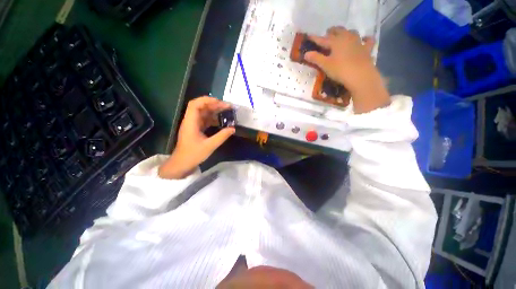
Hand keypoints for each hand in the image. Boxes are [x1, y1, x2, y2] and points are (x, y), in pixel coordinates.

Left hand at [158, 97, 235, 178]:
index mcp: (191, 122)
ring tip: (226, 111)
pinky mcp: (195, 129)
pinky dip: (212, 118)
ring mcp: (193, 125)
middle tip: (227, 107)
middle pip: (201, 107)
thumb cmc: (193, 154)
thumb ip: (222, 136)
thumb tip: (233, 129)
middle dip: (214, 105)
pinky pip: (204, 120)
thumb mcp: (210, 146)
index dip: (207, 100)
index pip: (195, 104)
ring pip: (203, 113)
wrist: (181, 164)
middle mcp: (190, 121)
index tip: (220, 102)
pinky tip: (221, 120)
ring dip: (214, 111)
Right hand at [304, 27, 389, 113]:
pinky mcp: (367, 49)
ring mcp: (358, 42)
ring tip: (343, 35)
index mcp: (336, 41)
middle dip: (332, 31)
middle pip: (338, 31)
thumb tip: (306, 54)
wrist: (360, 75)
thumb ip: (315, 58)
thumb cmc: (340, 70)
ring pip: (352, 32)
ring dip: (346, 32)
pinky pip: (368, 41)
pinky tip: (364, 39)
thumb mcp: (325, 65)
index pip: (323, 39)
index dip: (315, 38)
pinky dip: (365, 39)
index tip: (309, 37)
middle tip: (328, 33)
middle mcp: (347, 38)